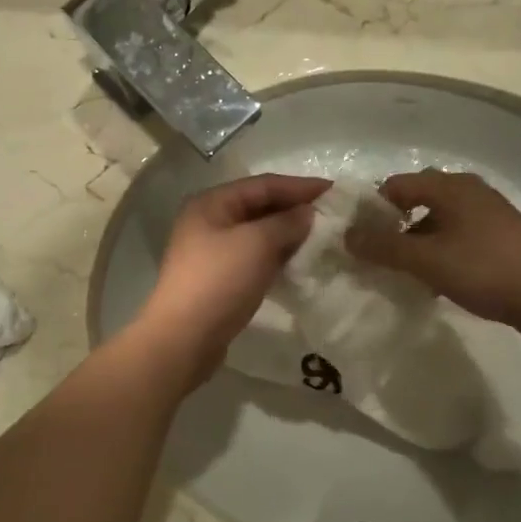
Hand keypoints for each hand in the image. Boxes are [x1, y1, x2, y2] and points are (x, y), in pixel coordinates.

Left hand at [135, 174, 329, 384]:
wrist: (185, 337)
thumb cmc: (220, 280)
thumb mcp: (257, 243)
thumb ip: (286, 222)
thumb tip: (307, 212)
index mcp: (212, 203)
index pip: (263, 184)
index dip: (300, 186)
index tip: (335, 191)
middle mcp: (209, 222)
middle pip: (259, 207)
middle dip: (295, 210)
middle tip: (333, 217)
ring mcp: (212, 252)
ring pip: (258, 235)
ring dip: (288, 235)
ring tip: (323, 239)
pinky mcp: (220, 279)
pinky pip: (254, 258)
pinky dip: (277, 257)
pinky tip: (300, 263)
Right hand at [344, 170, 520, 332]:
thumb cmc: (484, 269)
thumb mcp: (425, 259)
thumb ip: (383, 247)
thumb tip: (347, 236)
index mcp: (449, 187)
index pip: (395, 185)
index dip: (371, 209)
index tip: (358, 238)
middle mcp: (468, 191)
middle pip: (416, 200)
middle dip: (392, 225)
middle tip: (377, 254)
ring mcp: (487, 213)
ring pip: (437, 220)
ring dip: (416, 242)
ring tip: (403, 271)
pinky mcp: (500, 236)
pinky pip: (456, 235)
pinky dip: (439, 251)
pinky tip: (435, 279)